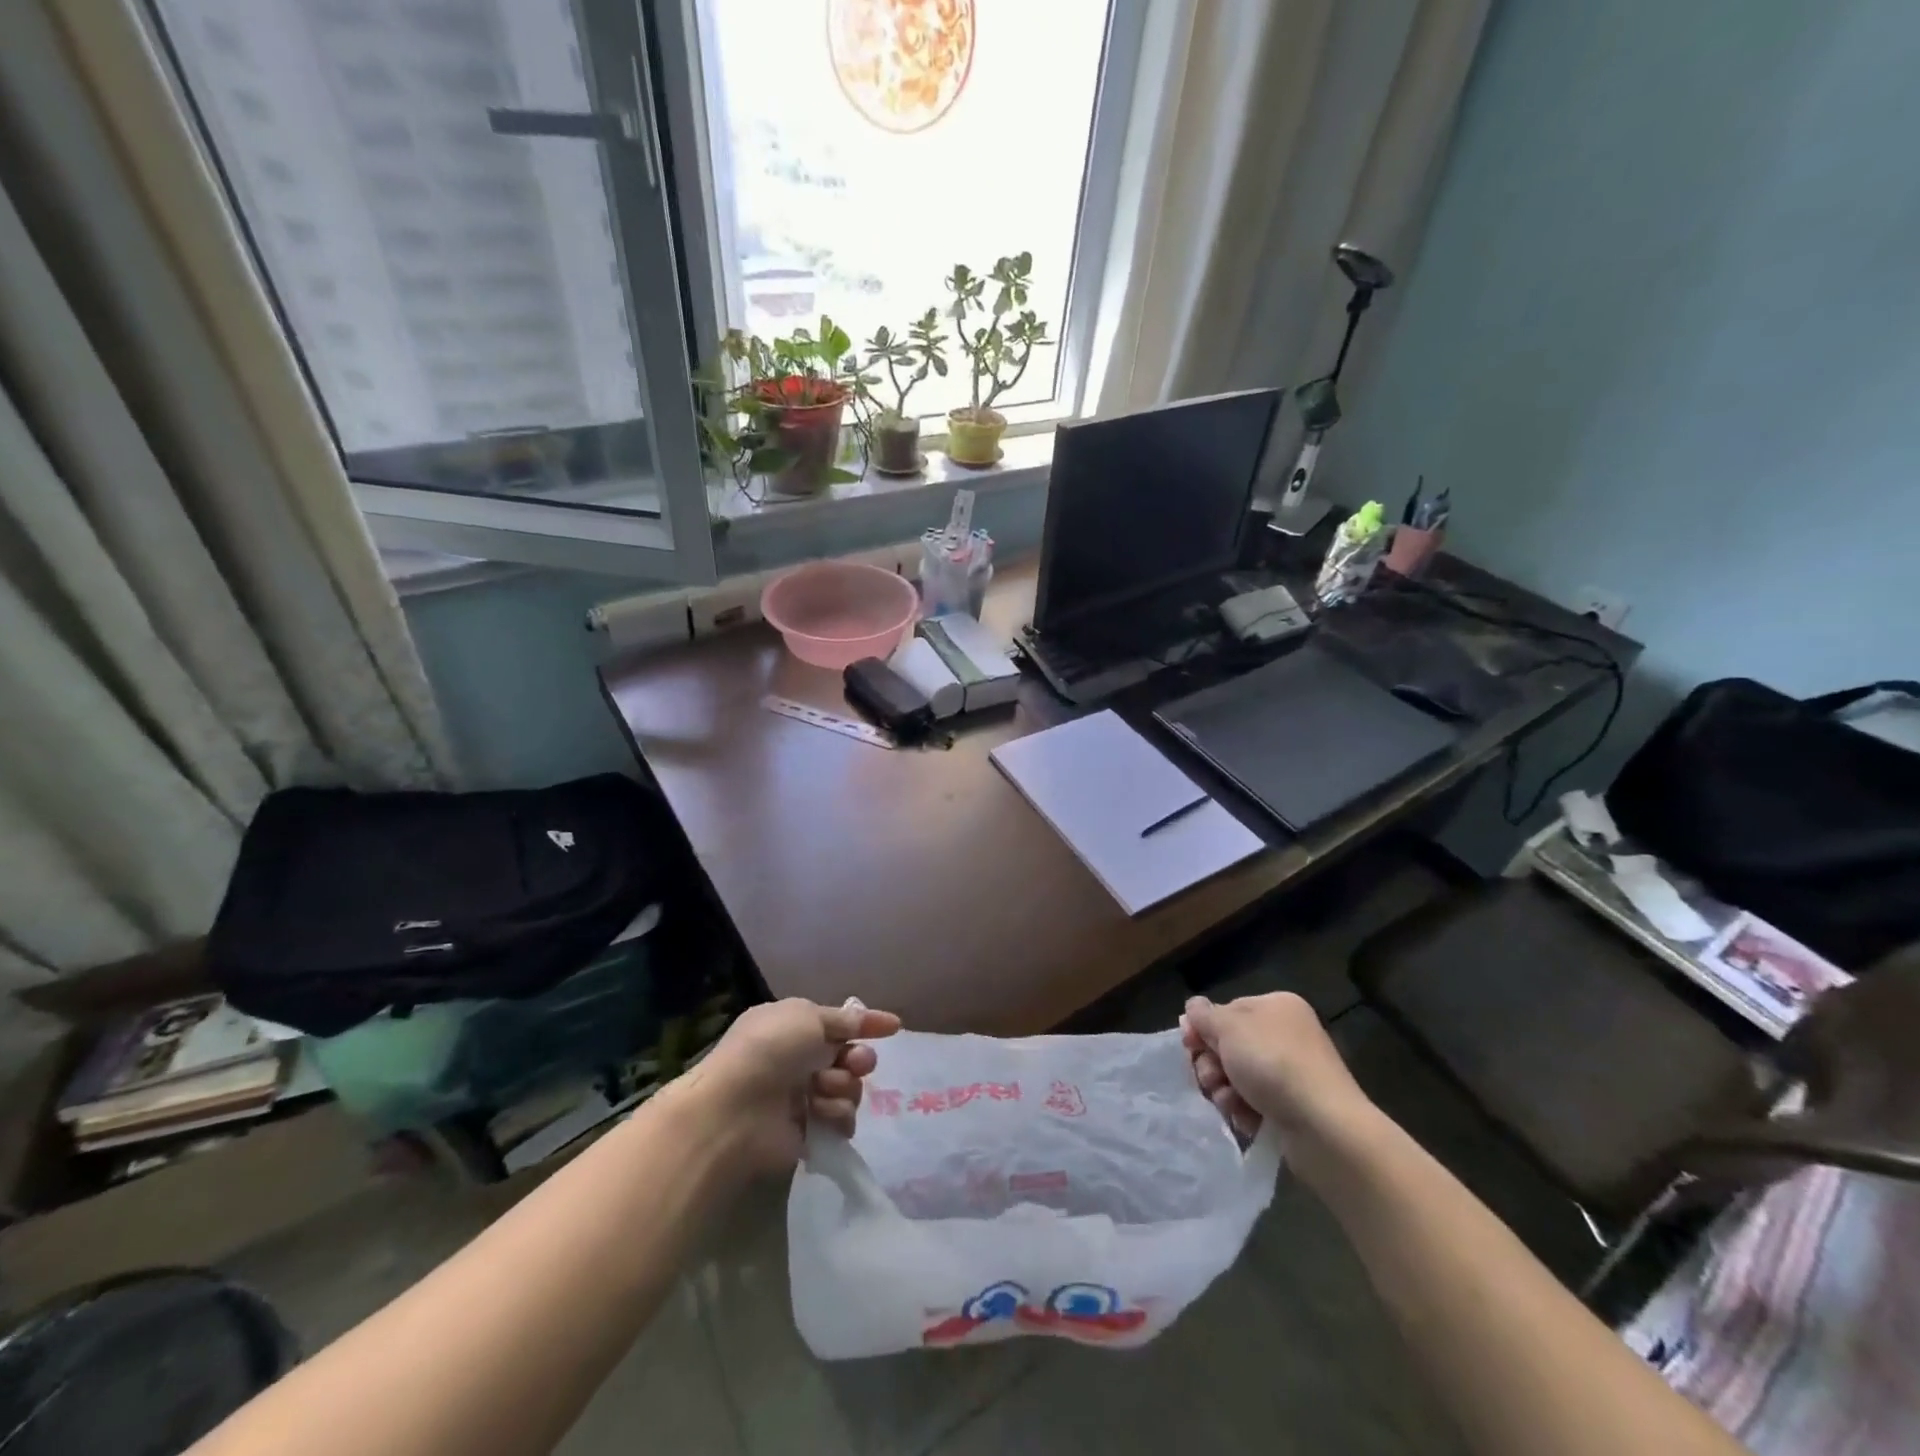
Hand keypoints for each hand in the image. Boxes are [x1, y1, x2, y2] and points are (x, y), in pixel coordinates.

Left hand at [680, 998, 900, 1175]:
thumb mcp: (809, 1017)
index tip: (895, 1026)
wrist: (734, 1110)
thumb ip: (842, 1020)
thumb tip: (864, 1018)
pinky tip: (823, 1116)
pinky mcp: (806, 1132)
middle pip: (848, 1057)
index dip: (867, 1023)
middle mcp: (797, 1060)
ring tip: (822, 1092)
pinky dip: (837, 1116)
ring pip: (848, 1088)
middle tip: (855, 1064)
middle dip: (858, 1058)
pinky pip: (840, 1120)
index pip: (838, 1022)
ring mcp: (801, 1096)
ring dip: (843, 1088)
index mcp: (792, 1026)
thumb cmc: (770, 1050)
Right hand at [1180, 993, 1373, 1145]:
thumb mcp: (1229, 1027)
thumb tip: (1192, 1008)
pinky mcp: (1292, 1107)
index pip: (1226, 1011)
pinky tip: (1246, 1118)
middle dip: (1212, 1064)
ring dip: (1224, 1090)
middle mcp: (1285, 1035)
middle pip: (1229, 1045)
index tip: (1188, 1045)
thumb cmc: (1273, 1063)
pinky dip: (1244, 1110)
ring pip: (1237, 1076)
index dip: (1203, 1027)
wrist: (1324, 1127)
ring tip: (1230, 1102)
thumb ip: (1204, 1015)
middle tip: (1211, 1078)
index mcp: (1276, 1007)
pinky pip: (1254, 1103)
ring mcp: (1290, 1073)